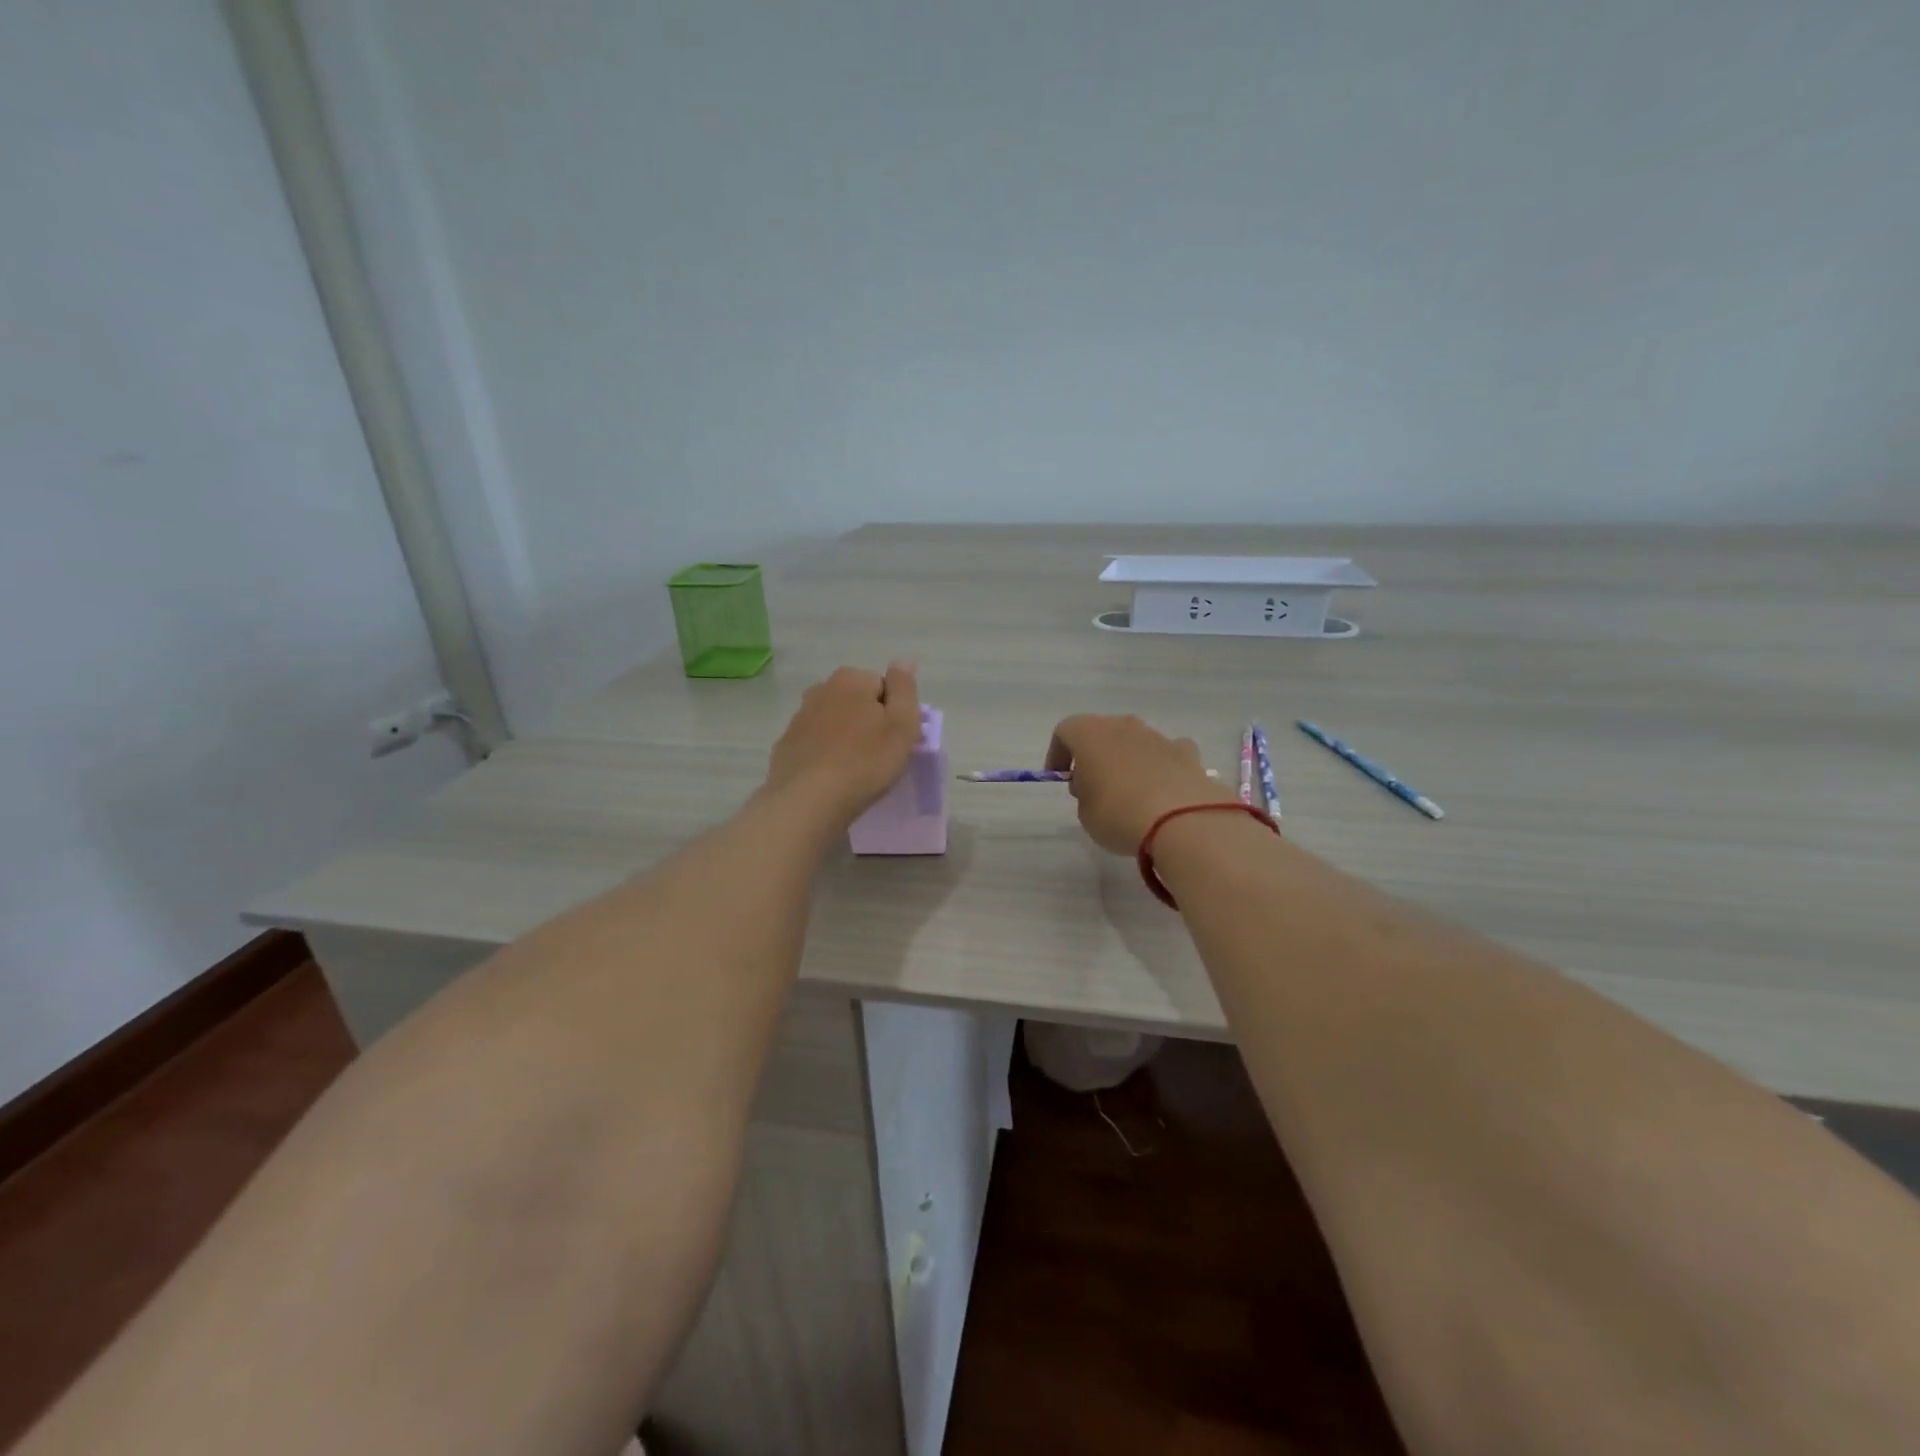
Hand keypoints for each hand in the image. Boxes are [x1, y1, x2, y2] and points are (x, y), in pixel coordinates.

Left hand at [764, 662, 922, 830]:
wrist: (808, 801)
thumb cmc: (866, 762)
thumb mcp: (902, 724)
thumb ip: (905, 689)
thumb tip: (903, 660)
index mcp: (851, 679)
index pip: (883, 686)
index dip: (894, 713)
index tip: (895, 739)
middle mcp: (821, 689)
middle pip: (857, 701)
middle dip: (868, 722)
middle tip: (878, 756)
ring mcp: (799, 717)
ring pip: (834, 721)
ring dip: (846, 737)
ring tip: (855, 769)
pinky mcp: (786, 745)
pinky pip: (815, 743)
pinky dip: (825, 754)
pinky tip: (832, 777)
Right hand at [1045, 714, 1232, 854]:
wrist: (1182, 821)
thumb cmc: (1118, 814)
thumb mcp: (1085, 813)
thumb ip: (1085, 794)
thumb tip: (1096, 786)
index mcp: (1090, 733)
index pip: (1065, 731)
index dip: (1057, 753)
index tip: (1060, 777)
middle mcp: (1124, 726)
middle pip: (1101, 732)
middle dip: (1094, 755)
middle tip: (1092, 786)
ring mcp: (1158, 736)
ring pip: (1135, 741)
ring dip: (1127, 760)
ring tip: (1129, 793)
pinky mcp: (1187, 753)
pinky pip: (1166, 753)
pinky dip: (1161, 766)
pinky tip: (1163, 791)